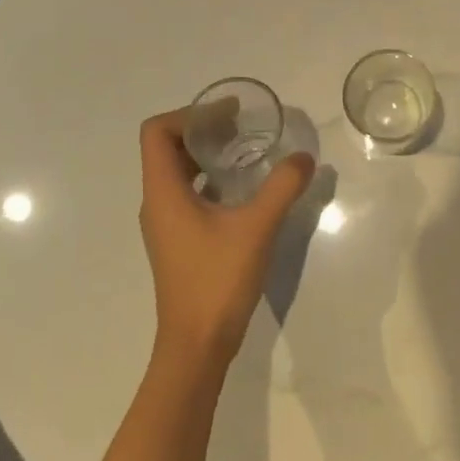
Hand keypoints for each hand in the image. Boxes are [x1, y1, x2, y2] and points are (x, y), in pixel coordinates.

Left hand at [138, 108, 314, 372]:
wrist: (196, 346)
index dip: (189, 113)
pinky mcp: (176, 241)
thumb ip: (281, 187)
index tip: (227, 115)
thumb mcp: (256, 228)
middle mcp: (156, 202)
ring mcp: (164, 223)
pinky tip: (241, 190)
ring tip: (244, 151)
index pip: (157, 131)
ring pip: (176, 171)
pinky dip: (207, 179)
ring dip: (205, 155)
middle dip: (202, 129)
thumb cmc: (217, 281)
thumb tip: (303, 158)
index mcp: (163, 191)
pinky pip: (185, 193)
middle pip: (166, 147)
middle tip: (242, 127)